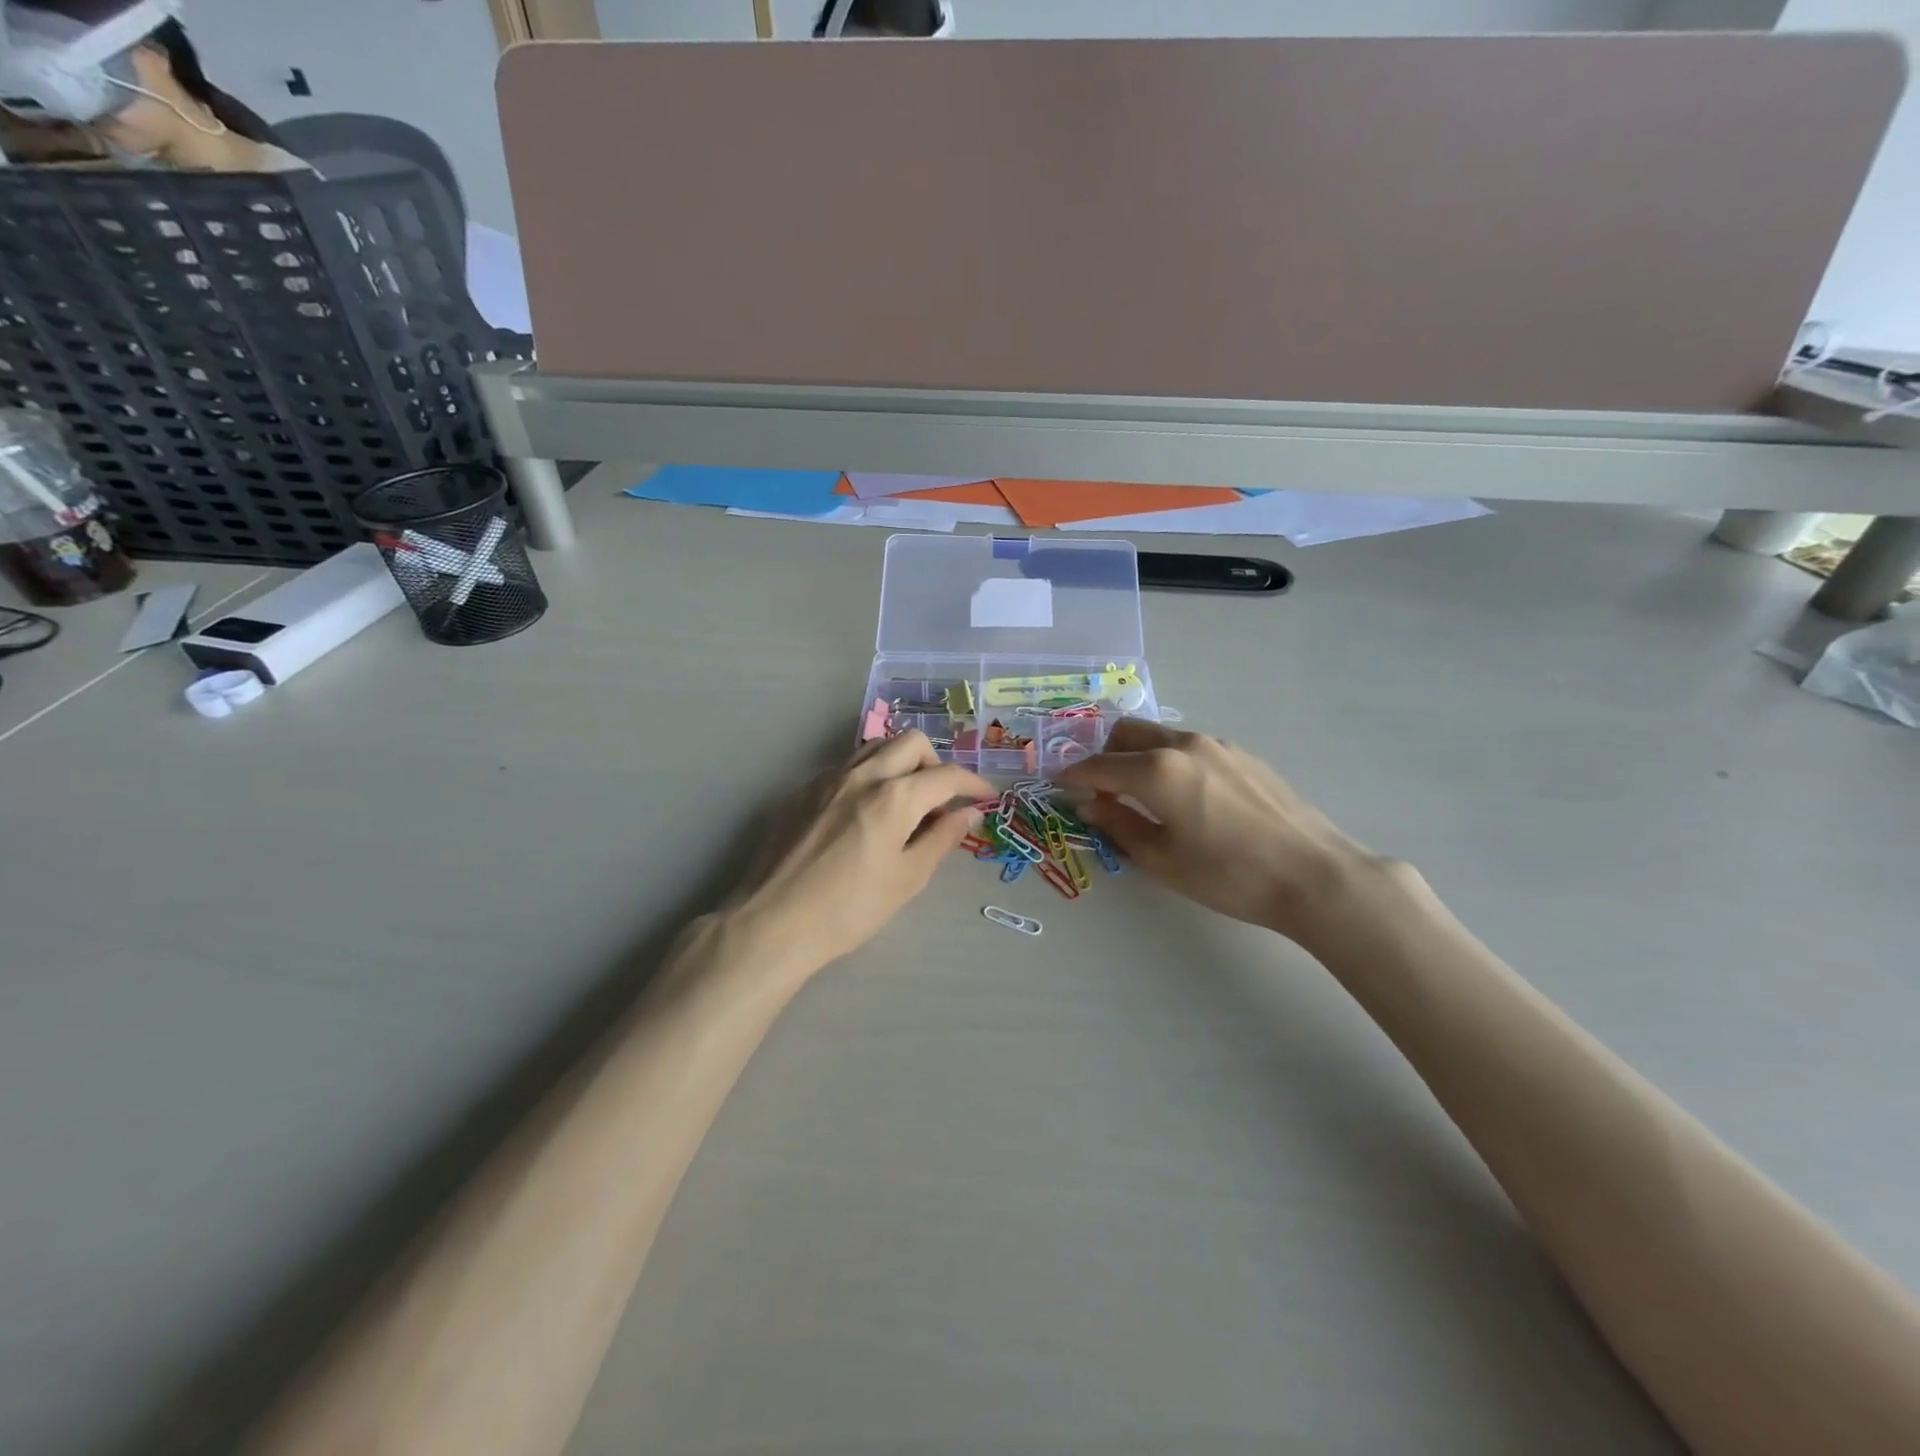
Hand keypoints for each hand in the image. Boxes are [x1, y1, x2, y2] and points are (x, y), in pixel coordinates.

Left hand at [727, 732, 991, 977]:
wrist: (774, 921)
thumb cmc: (849, 909)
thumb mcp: (907, 879)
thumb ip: (941, 839)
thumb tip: (968, 814)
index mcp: (894, 796)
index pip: (946, 775)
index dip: (973, 784)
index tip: (985, 798)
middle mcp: (863, 774)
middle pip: (911, 743)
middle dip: (936, 763)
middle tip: (941, 799)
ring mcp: (828, 778)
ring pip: (876, 747)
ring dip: (902, 762)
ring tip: (906, 801)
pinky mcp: (804, 791)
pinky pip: (848, 765)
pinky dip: (871, 774)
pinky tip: (866, 811)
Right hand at [1055, 719, 1381, 945]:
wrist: (1314, 874)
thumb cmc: (1229, 875)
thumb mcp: (1162, 858)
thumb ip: (1118, 824)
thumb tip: (1089, 803)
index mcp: (1156, 769)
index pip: (1098, 765)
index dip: (1072, 775)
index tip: (1056, 783)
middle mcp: (1183, 744)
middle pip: (1125, 734)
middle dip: (1102, 755)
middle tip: (1096, 788)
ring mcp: (1216, 745)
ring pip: (1158, 736)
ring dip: (1135, 755)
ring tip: (1137, 792)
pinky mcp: (1242, 754)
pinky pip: (1188, 747)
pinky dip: (1167, 760)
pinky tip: (1181, 794)